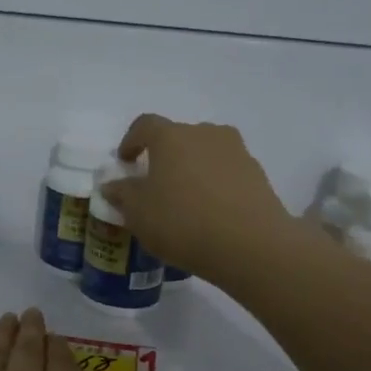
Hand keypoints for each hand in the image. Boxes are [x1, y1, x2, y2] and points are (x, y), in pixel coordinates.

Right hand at [99, 115, 293, 278]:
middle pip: (178, 137)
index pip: (144, 125)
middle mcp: (205, 133)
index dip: (131, 140)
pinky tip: (210, 212)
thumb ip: (122, 194)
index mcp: (171, 136)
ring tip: (185, 200)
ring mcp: (236, 151)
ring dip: (192, 169)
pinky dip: (214, 185)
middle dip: (164, 156)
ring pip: (205, 153)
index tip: (126, 161)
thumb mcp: (138, 213)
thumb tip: (113, 185)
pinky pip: (226, 172)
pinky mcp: (257, 174)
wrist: (250, 245)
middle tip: (155, 184)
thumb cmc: (182, 222)